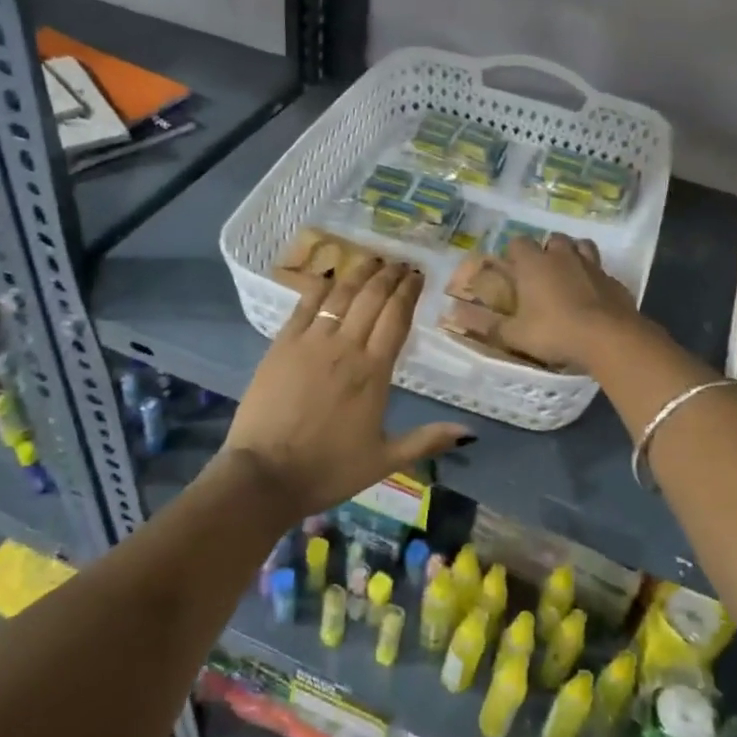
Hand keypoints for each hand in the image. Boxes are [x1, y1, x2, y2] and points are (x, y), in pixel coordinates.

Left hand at [221, 257, 468, 519]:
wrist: (265, 475)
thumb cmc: (329, 469)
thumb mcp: (385, 460)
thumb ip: (427, 441)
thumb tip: (470, 434)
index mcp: (374, 372)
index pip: (396, 317)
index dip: (408, 292)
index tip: (417, 275)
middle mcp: (346, 347)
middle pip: (371, 298)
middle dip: (388, 276)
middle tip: (399, 263)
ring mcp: (311, 342)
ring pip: (340, 295)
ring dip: (359, 274)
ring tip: (372, 260)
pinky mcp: (281, 345)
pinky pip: (305, 305)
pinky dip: (320, 287)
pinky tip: (329, 276)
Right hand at [494, 234, 645, 371]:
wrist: (608, 338)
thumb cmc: (555, 332)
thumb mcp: (516, 335)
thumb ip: (490, 324)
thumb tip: (458, 316)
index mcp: (535, 264)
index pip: (519, 242)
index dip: (514, 253)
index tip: (513, 269)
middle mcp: (563, 256)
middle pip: (553, 239)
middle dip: (547, 250)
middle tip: (542, 274)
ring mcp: (592, 266)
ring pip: (582, 247)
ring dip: (574, 256)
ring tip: (569, 276)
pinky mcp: (615, 281)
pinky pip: (602, 271)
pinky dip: (595, 279)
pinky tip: (593, 297)